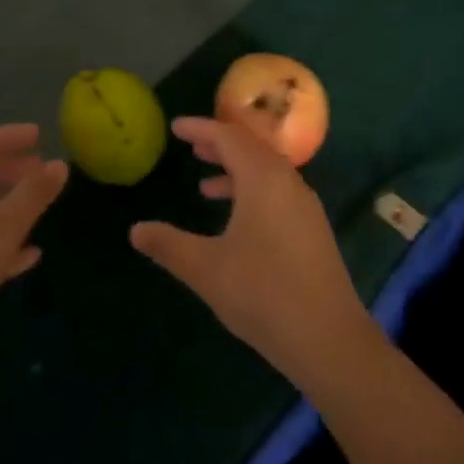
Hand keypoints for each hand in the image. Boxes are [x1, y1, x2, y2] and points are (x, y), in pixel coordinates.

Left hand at [0, 124, 66, 378]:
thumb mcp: (4, 228)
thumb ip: (33, 194)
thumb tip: (60, 163)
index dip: (8, 137)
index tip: (39, 135)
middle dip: (10, 170)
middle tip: (43, 170)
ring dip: (7, 204)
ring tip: (40, 206)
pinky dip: (0, 240)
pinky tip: (28, 255)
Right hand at [130, 117, 378, 386]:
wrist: (328, 337)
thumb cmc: (262, 293)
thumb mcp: (206, 269)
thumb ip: (168, 245)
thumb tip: (135, 230)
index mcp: (263, 178)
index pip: (229, 137)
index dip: (201, 128)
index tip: (176, 127)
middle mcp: (288, 182)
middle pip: (251, 149)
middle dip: (220, 145)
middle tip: (191, 147)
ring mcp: (304, 206)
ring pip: (266, 172)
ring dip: (235, 171)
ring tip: (204, 185)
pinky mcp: (312, 229)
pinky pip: (277, 192)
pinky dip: (252, 191)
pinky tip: (236, 220)